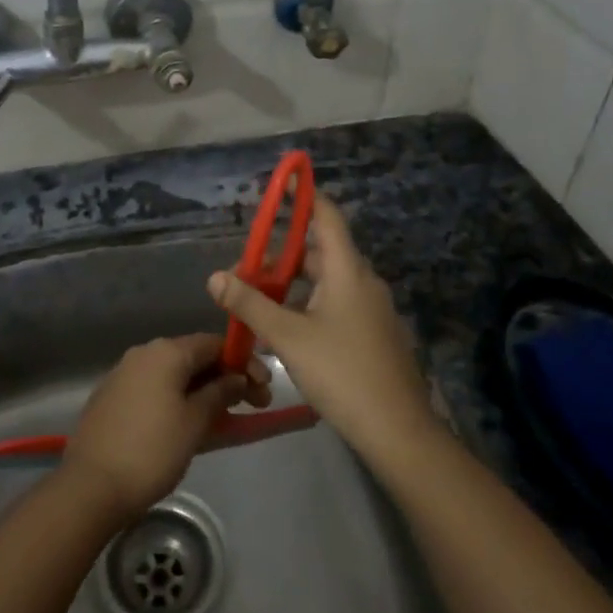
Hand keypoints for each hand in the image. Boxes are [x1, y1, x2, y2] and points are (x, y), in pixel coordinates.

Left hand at [60, 334, 264, 522]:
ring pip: (174, 375)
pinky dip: (178, 399)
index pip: (214, 344)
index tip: (265, 389)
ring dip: (203, 391)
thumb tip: (237, 377)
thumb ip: (220, 393)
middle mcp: (143, 353)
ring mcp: (124, 374)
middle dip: (226, 378)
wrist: (91, 486)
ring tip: (226, 418)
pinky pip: (155, 389)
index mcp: (166, 352)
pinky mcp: (112, 397)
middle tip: (254, 405)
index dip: (243, 362)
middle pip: (194, 357)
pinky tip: (190, 424)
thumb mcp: (195, 422)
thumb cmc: (152, 450)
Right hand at [209, 194, 435, 466]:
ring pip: (329, 279)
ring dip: (295, 281)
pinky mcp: (374, 331)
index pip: (326, 216)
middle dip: (285, 251)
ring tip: (261, 297)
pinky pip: (338, 301)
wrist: (397, 429)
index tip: (281, 183)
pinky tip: (289, 326)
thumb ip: (250, 304)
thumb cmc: (341, 373)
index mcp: (348, 271)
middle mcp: (363, 281)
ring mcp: (372, 308)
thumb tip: (215, 276)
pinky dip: (311, 301)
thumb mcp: (288, 337)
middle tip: (250, 263)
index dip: (304, 196)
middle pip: (323, 249)